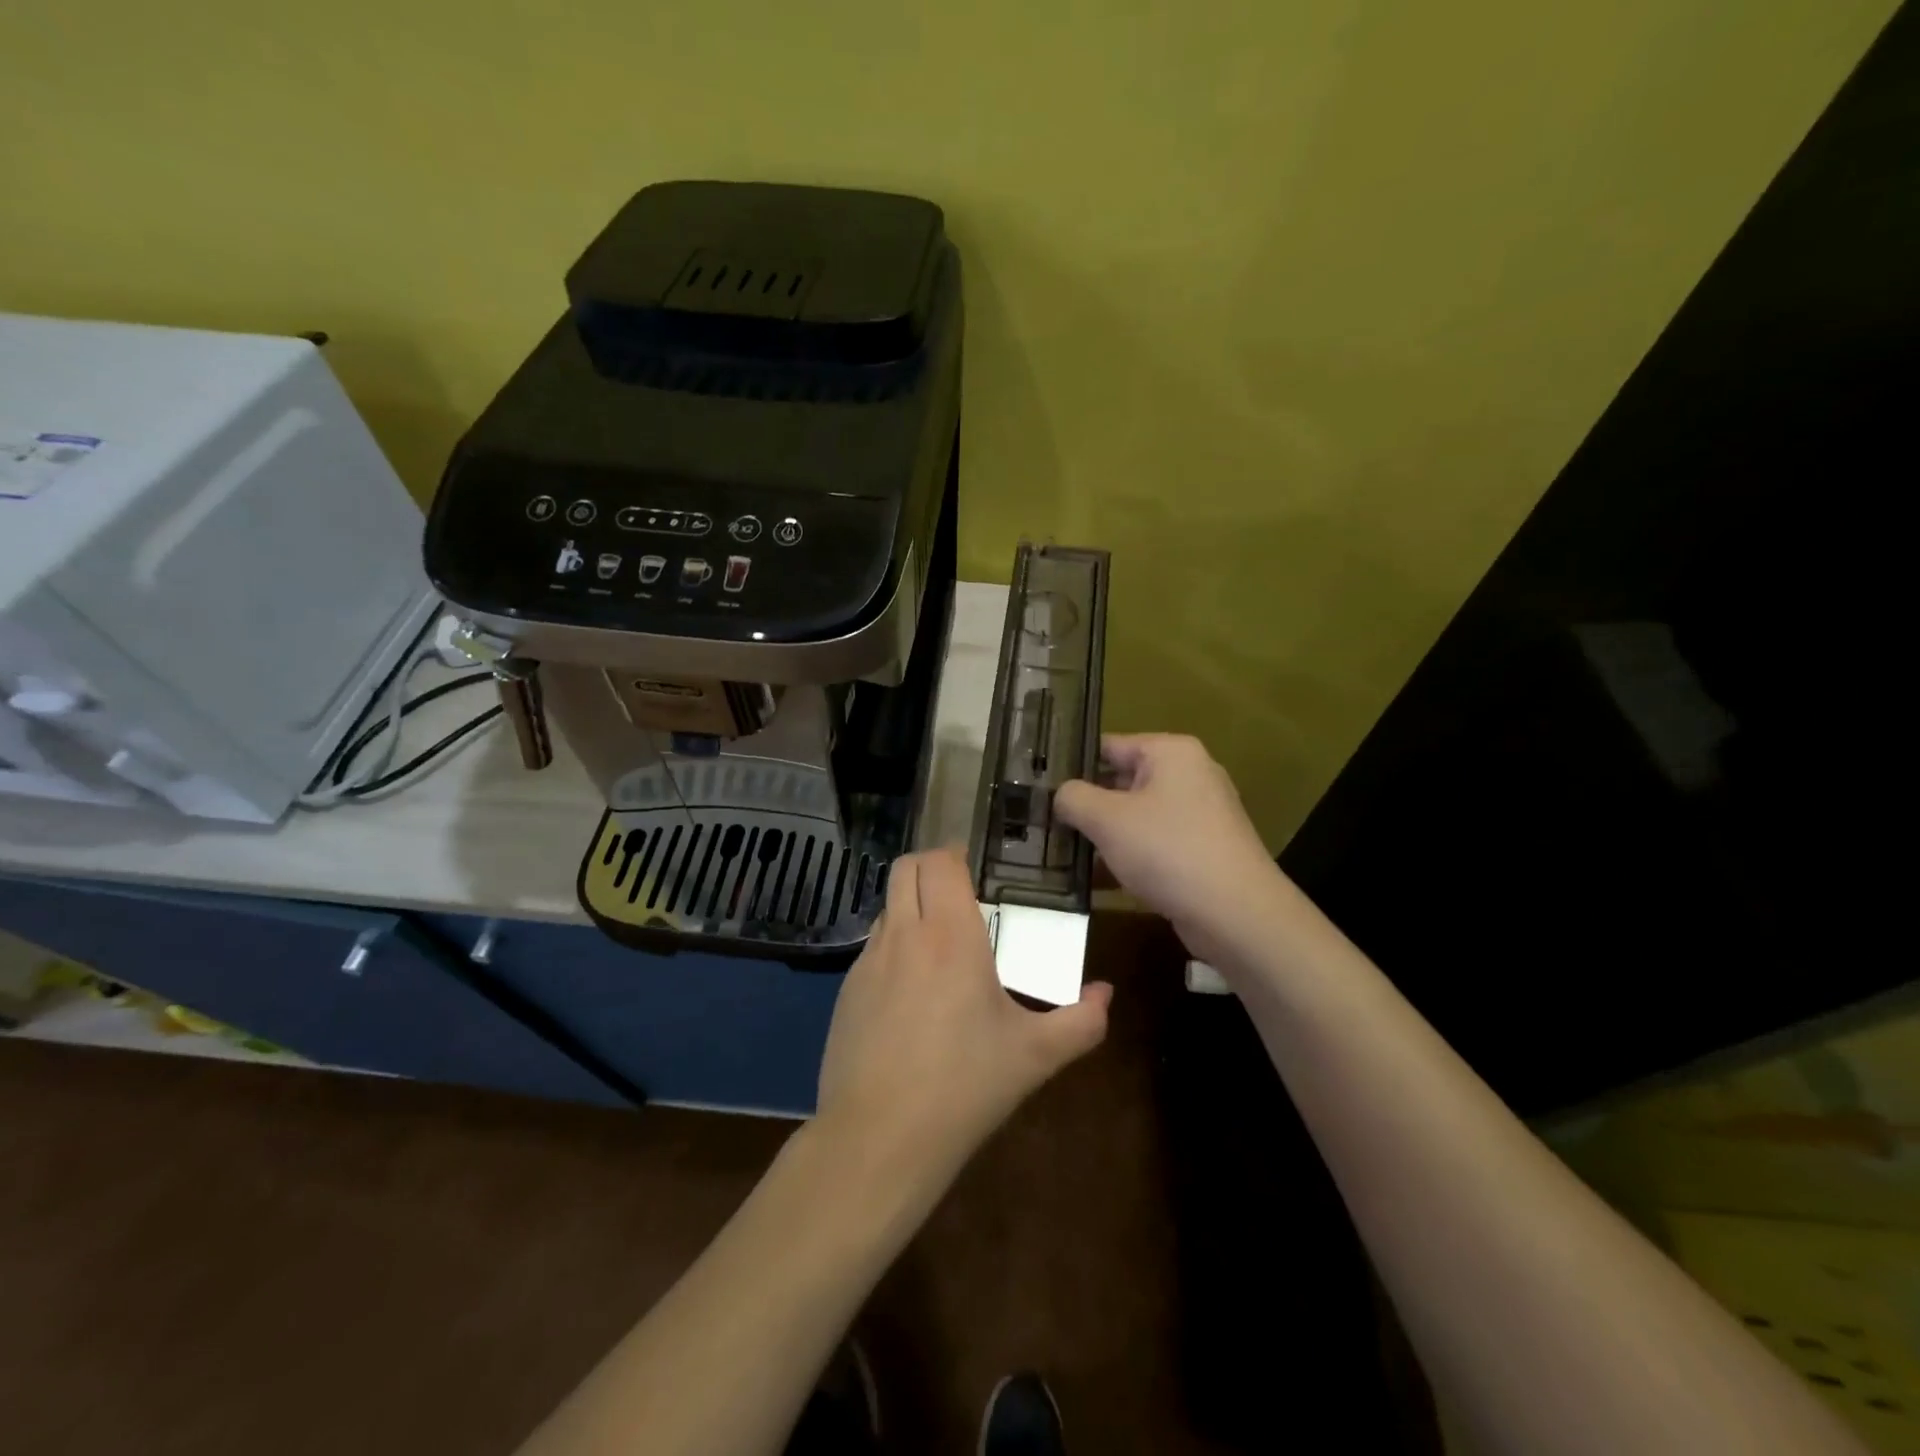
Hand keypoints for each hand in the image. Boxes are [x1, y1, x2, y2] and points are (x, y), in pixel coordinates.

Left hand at [815, 848, 1111, 1192]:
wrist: (879, 1138)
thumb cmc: (965, 1086)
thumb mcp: (1035, 1056)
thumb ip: (1081, 1021)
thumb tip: (1106, 994)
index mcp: (950, 935)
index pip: (940, 861)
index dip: (956, 855)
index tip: (977, 872)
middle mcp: (904, 934)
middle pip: (905, 867)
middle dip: (930, 868)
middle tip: (959, 895)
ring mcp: (867, 961)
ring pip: (886, 906)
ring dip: (910, 908)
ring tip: (939, 945)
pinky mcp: (844, 991)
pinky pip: (872, 948)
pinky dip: (893, 948)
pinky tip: (911, 994)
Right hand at [1055, 734, 1282, 964]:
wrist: (1236, 914)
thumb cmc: (1168, 851)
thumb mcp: (1107, 819)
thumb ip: (1074, 798)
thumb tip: (1061, 795)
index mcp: (1171, 753)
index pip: (1109, 746)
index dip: (1072, 765)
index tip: (1040, 787)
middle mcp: (1190, 775)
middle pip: (1122, 782)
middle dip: (1086, 805)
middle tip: (1045, 822)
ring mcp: (1199, 814)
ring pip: (1136, 817)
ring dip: (1103, 835)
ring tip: (1062, 853)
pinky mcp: (1202, 850)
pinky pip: (1154, 844)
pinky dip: (1128, 857)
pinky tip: (1096, 880)